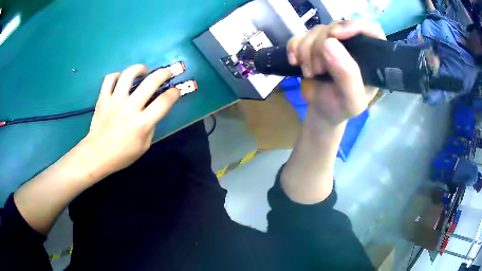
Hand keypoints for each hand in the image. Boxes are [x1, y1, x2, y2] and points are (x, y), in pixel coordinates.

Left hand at [82, 64, 179, 176]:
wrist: (97, 155)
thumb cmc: (121, 155)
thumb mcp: (144, 146)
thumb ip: (151, 127)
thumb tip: (153, 112)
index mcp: (142, 123)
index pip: (164, 102)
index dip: (174, 93)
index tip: (176, 90)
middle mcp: (130, 108)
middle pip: (151, 82)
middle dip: (164, 73)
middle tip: (168, 72)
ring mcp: (115, 101)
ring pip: (129, 74)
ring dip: (140, 68)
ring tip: (143, 71)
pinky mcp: (103, 98)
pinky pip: (110, 79)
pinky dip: (117, 76)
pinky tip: (121, 79)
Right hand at [287, 20, 385, 125]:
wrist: (321, 110)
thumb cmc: (341, 108)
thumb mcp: (351, 100)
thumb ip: (348, 75)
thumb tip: (329, 43)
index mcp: (369, 57)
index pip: (370, 29)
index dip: (353, 26)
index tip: (335, 35)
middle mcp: (353, 45)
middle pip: (336, 27)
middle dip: (320, 46)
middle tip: (318, 70)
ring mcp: (332, 42)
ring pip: (317, 30)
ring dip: (306, 51)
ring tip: (310, 72)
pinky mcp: (314, 43)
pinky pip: (301, 34)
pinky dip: (294, 46)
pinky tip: (294, 61)